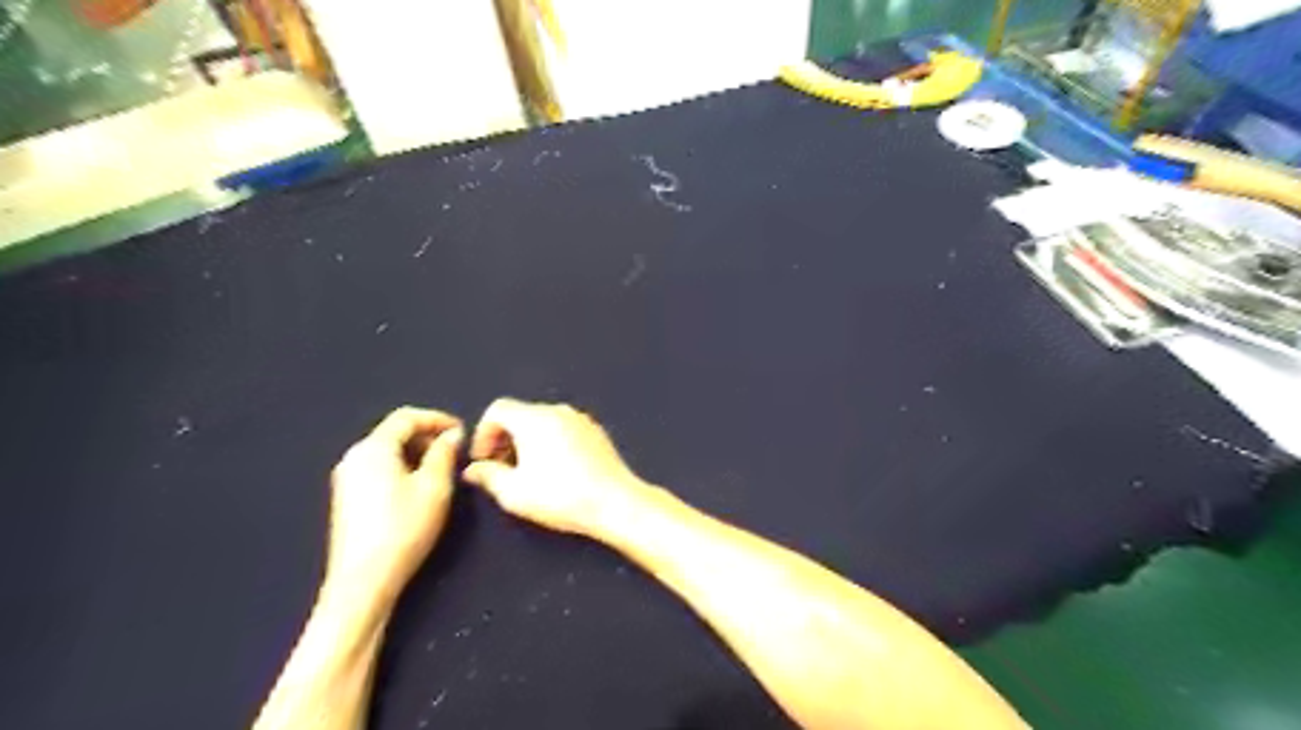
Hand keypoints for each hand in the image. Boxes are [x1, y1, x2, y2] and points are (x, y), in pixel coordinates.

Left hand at [329, 410, 464, 603]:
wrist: (363, 581)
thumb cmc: (404, 528)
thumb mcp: (434, 487)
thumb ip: (444, 454)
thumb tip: (451, 435)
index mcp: (373, 448)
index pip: (406, 417)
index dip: (437, 418)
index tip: (462, 430)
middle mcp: (354, 457)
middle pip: (393, 432)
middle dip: (426, 435)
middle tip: (454, 450)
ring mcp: (346, 478)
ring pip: (386, 451)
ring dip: (415, 452)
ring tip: (441, 468)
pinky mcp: (347, 498)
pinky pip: (378, 468)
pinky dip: (401, 467)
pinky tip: (418, 487)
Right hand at [461, 399, 656, 535]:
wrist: (614, 501)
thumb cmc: (560, 496)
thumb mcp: (514, 493)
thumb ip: (488, 476)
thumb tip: (474, 469)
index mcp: (534, 418)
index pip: (498, 409)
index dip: (483, 433)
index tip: (484, 459)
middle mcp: (558, 411)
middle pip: (521, 414)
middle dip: (505, 438)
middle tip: (502, 468)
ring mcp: (580, 419)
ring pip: (543, 421)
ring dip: (528, 441)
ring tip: (527, 472)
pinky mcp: (596, 431)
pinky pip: (564, 428)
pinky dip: (551, 441)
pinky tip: (556, 470)